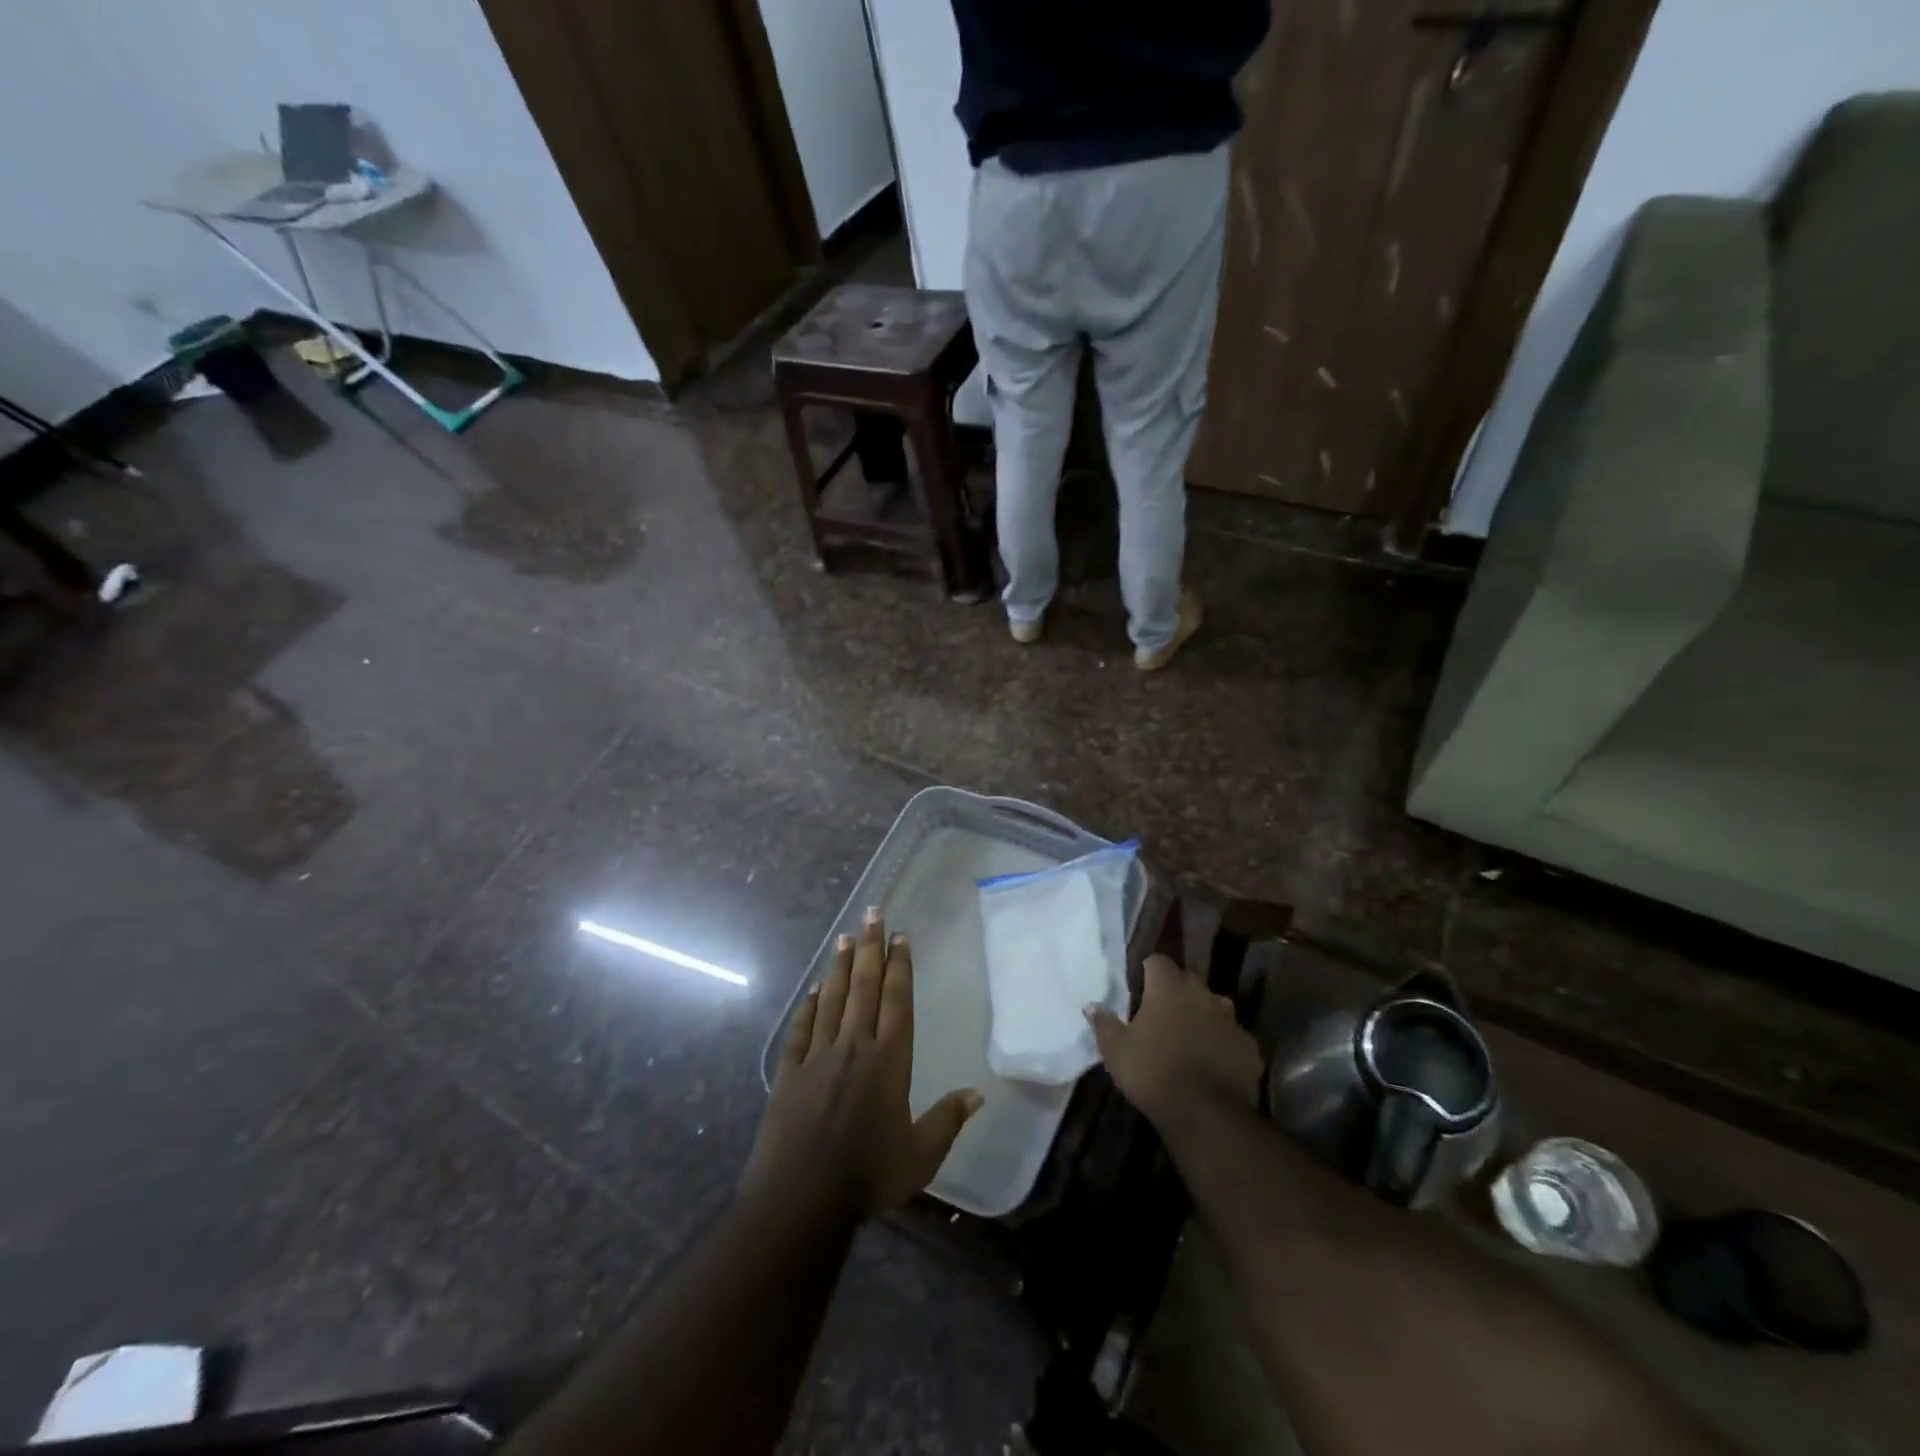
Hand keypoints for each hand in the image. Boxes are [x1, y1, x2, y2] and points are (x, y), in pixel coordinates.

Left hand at [743, 907, 981, 1216]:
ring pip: (833, 1000)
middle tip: (872, 913)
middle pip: (865, 988)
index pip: (898, 1001)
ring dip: (841, 967)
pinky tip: (814, 988)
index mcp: (889, 1062)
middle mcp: (854, 1047)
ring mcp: (818, 1057)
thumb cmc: (867, 1177)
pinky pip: (801, 1030)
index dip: (900, 966)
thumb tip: (978, 1093)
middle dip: (871, 947)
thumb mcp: (919, 1156)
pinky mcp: (790, 1073)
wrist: (800, 1199)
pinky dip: (809, 1006)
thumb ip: (948, 1121)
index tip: (901, 936)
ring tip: (846, 936)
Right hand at [1087, 954, 1262, 1129]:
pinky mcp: (1250, 1047)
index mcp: (1169, 987)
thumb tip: (1092, 1005)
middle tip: (1161, 1014)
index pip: (1158, 961)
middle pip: (1188, 981)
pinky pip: (1232, 1037)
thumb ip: (1104, 1024)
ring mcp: (1231, 1020)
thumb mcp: (1116, 1051)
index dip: (1148, 972)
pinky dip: (1222, 1044)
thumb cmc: (1153, 1072)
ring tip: (1189, 1038)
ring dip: (1202, 1015)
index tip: (1140, 988)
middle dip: (1176, 992)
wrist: (1207, 1114)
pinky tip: (1213, 1063)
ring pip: (1214, 1007)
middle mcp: (1203, 994)